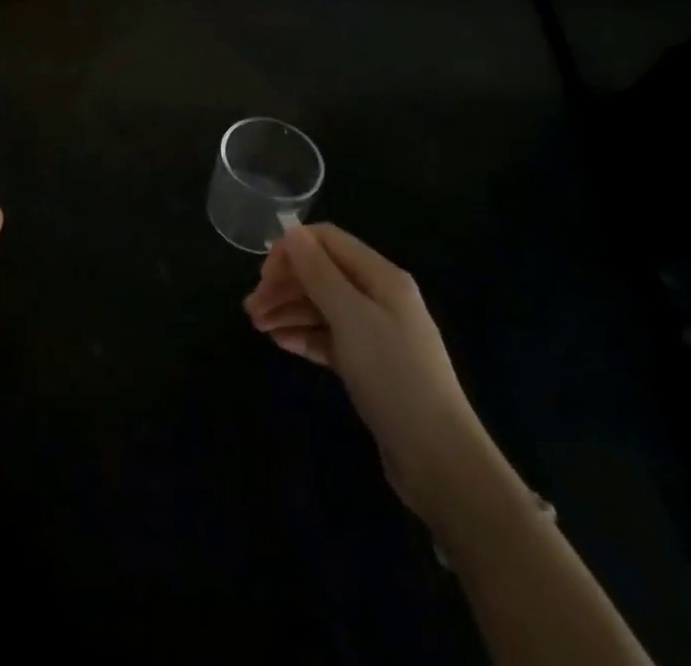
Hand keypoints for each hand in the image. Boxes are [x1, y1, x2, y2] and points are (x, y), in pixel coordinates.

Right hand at [244, 223, 504, 526]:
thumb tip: (291, 231)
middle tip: (251, 309)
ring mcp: (375, 332)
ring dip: (288, 310)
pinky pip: (329, 337)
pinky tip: (280, 342)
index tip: (262, 275)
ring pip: (322, 306)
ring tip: (257, 327)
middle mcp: (378, 297)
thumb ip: (318, 272)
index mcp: (381, 276)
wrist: (439, 459)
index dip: (292, 250)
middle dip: (285, 285)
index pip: (327, 241)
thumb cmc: (393, 375)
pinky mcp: (369, 365)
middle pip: (322, 274)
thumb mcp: (351, 317)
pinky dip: (304, 335)